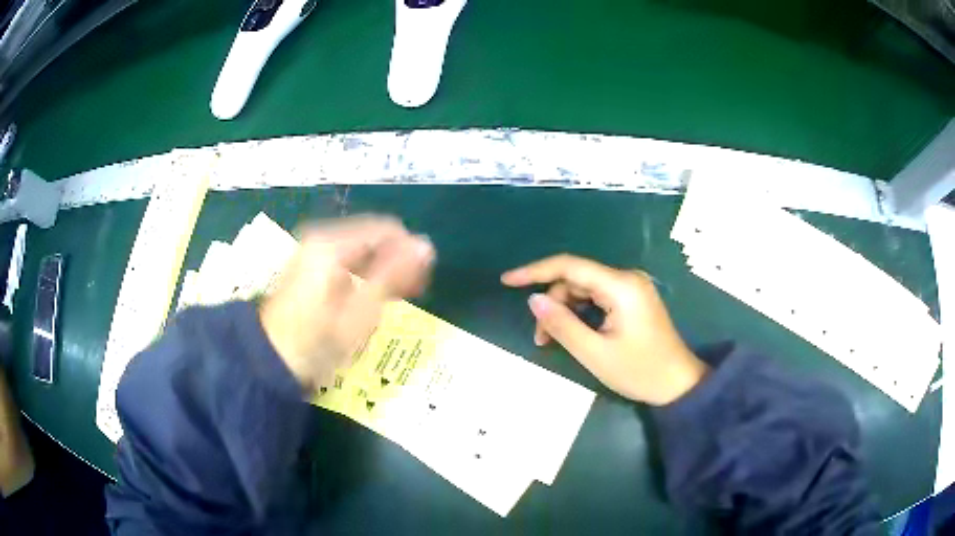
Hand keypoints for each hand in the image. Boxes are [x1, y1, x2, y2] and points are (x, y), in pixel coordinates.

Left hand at [260, 215, 433, 392]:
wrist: (271, 357)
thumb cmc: (318, 340)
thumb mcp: (361, 312)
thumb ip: (394, 274)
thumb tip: (426, 246)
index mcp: (333, 244)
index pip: (387, 229)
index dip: (410, 252)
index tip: (422, 282)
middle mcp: (322, 238)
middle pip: (373, 237)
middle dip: (396, 263)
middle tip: (411, 294)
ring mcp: (313, 250)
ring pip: (362, 249)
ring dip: (382, 270)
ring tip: (394, 300)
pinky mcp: (310, 264)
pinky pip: (347, 259)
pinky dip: (364, 275)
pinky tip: (371, 298)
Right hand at [501, 255, 707, 405]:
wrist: (678, 384)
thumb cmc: (639, 371)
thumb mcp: (594, 353)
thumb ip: (562, 324)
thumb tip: (532, 300)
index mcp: (621, 286)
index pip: (569, 266)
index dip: (535, 271)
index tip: (506, 281)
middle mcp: (626, 278)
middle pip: (576, 279)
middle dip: (553, 304)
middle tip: (540, 338)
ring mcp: (631, 288)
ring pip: (584, 289)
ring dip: (565, 311)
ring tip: (553, 340)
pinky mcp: (632, 300)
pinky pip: (597, 298)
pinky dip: (580, 313)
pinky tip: (572, 332)